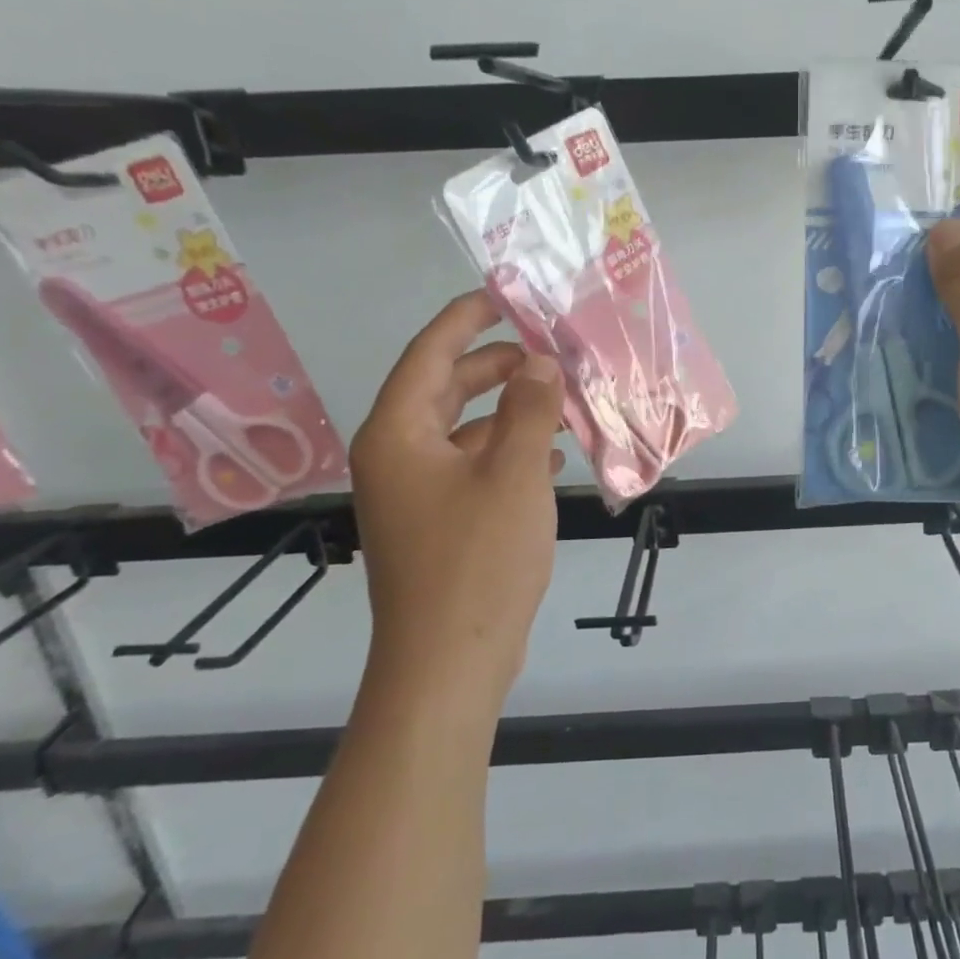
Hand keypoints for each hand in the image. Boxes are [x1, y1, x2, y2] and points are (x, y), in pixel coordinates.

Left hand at [350, 291, 563, 698]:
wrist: (449, 662)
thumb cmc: (478, 560)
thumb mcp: (515, 474)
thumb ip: (530, 410)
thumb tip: (539, 362)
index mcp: (398, 434)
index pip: (428, 354)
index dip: (466, 319)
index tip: (503, 295)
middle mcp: (397, 456)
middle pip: (445, 389)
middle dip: (496, 366)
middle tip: (548, 351)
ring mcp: (416, 493)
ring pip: (464, 430)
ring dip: (510, 412)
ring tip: (562, 401)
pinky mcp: (438, 522)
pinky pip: (473, 467)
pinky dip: (509, 452)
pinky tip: (552, 456)